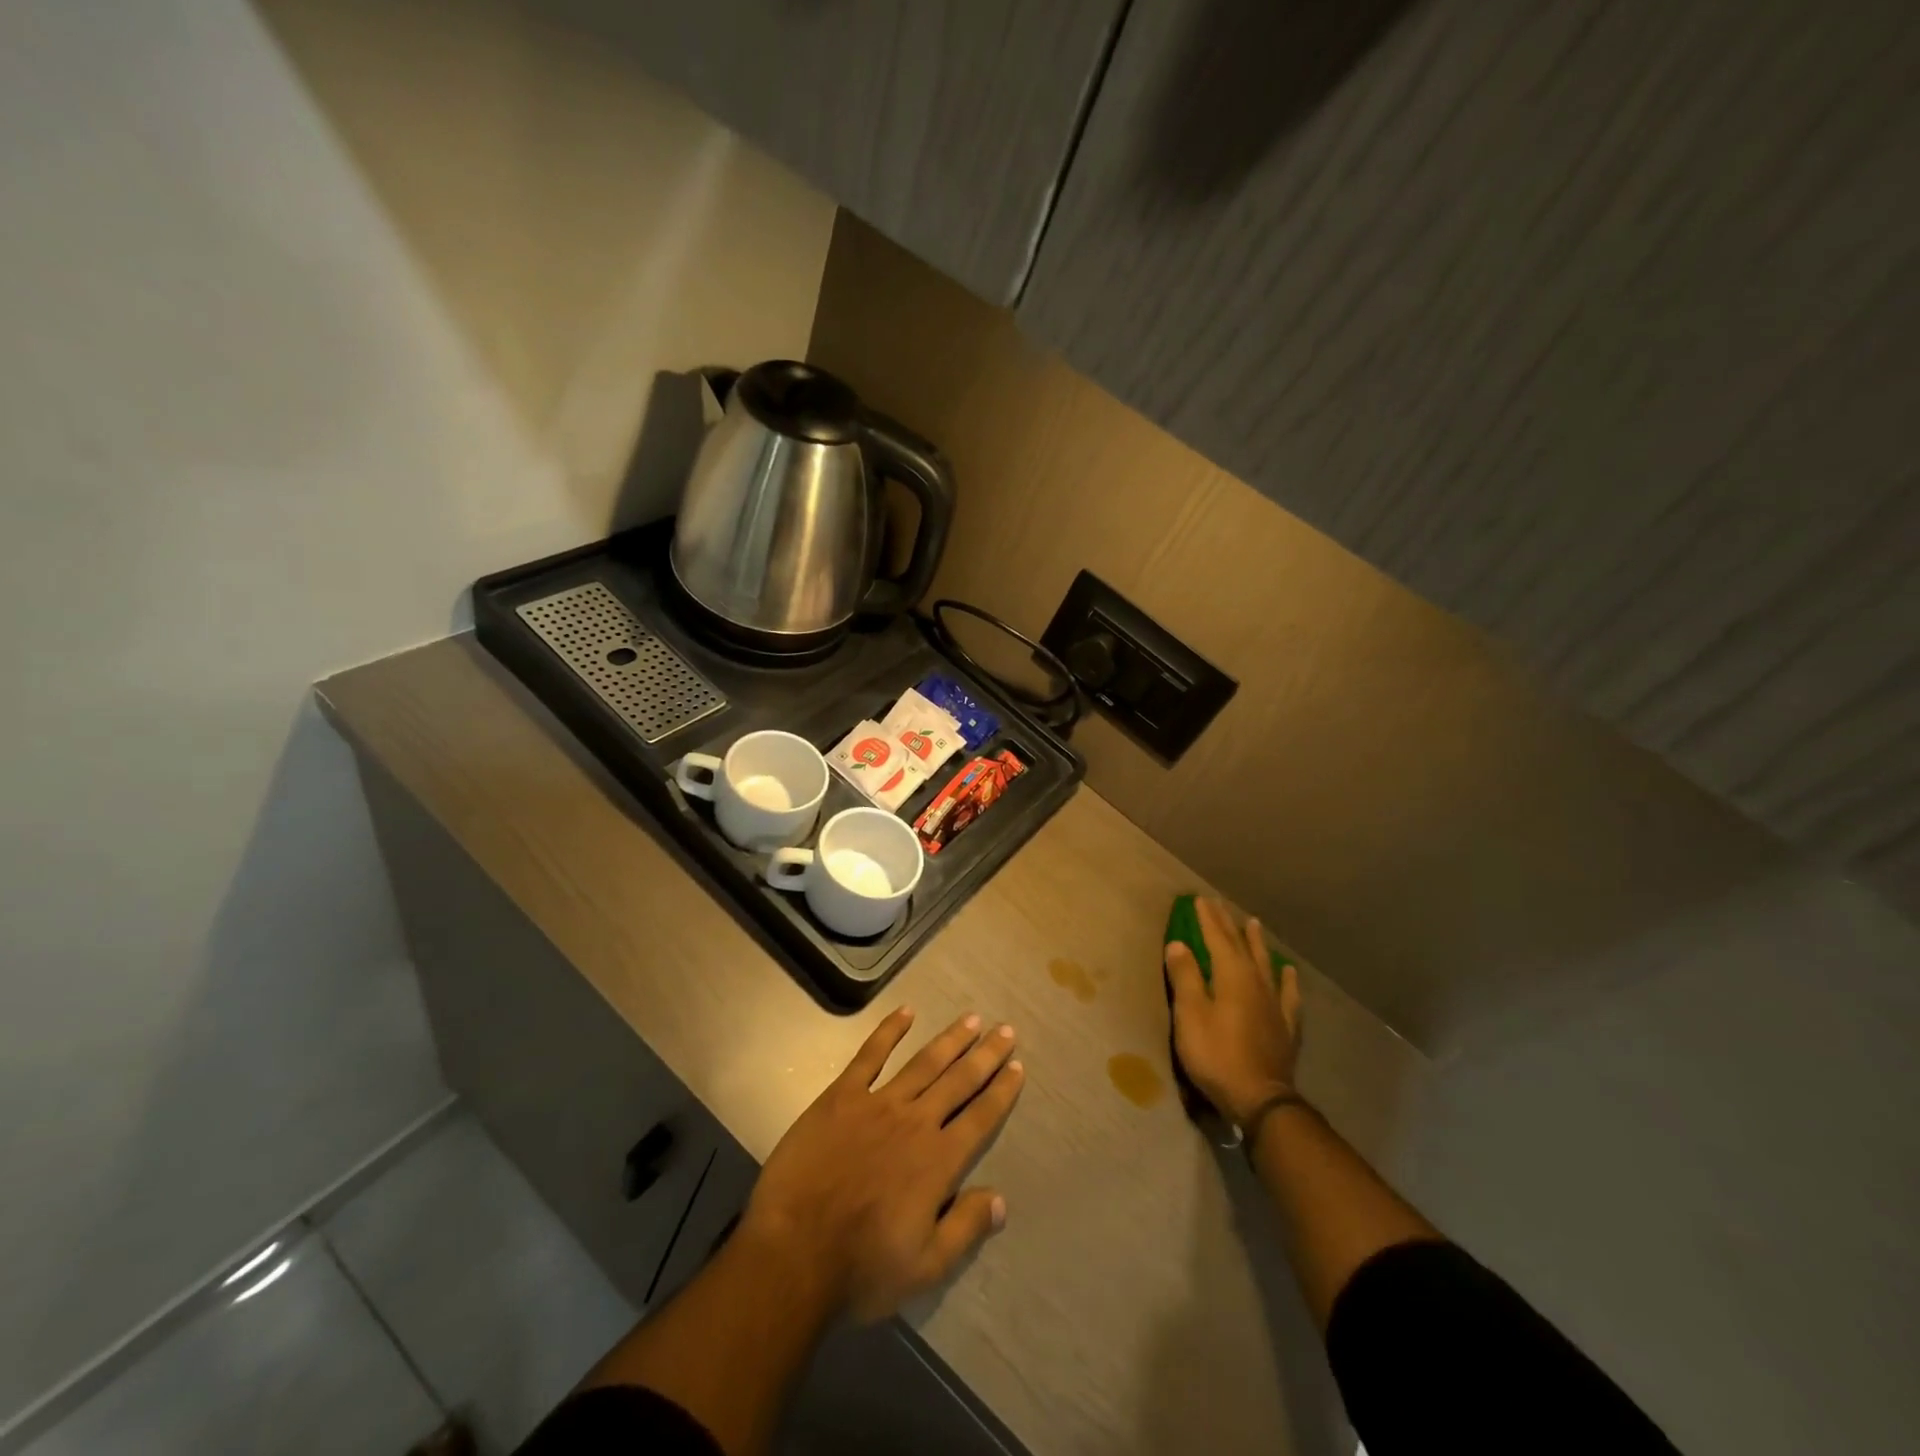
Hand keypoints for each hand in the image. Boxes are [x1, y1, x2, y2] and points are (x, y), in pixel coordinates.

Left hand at [739, 1008, 1023, 1322]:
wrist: (793, 1253)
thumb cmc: (861, 1268)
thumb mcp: (925, 1268)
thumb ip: (965, 1228)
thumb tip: (1001, 1199)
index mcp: (939, 1161)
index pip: (981, 1117)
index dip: (1001, 1091)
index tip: (1017, 1066)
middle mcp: (916, 1122)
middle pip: (959, 1080)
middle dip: (985, 1054)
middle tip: (1005, 1030)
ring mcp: (878, 1103)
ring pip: (924, 1062)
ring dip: (950, 1039)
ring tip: (971, 1019)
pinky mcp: (842, 1096)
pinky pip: (870, 1055)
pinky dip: (889, 1030)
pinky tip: (906, 1011)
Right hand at [1165, 898, 1300, 1125]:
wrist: (1260, 1099)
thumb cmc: (1217, 1054)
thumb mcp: (1190, 1014)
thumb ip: (1185, 977)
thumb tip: (1179, 943)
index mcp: (1232, 976)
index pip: (1217, 938)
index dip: (1207, 919)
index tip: (1200, 899)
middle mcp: (1256, 982)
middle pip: (1241, 946)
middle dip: (1227, 925)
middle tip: (1219, 905)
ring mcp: (1274, 1004)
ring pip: (1265, 964)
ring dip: (1257, 943)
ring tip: (1254, 924)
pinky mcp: (1285, 1026)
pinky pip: (1288, 994)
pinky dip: (1287, 980)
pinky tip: (1289, 972)